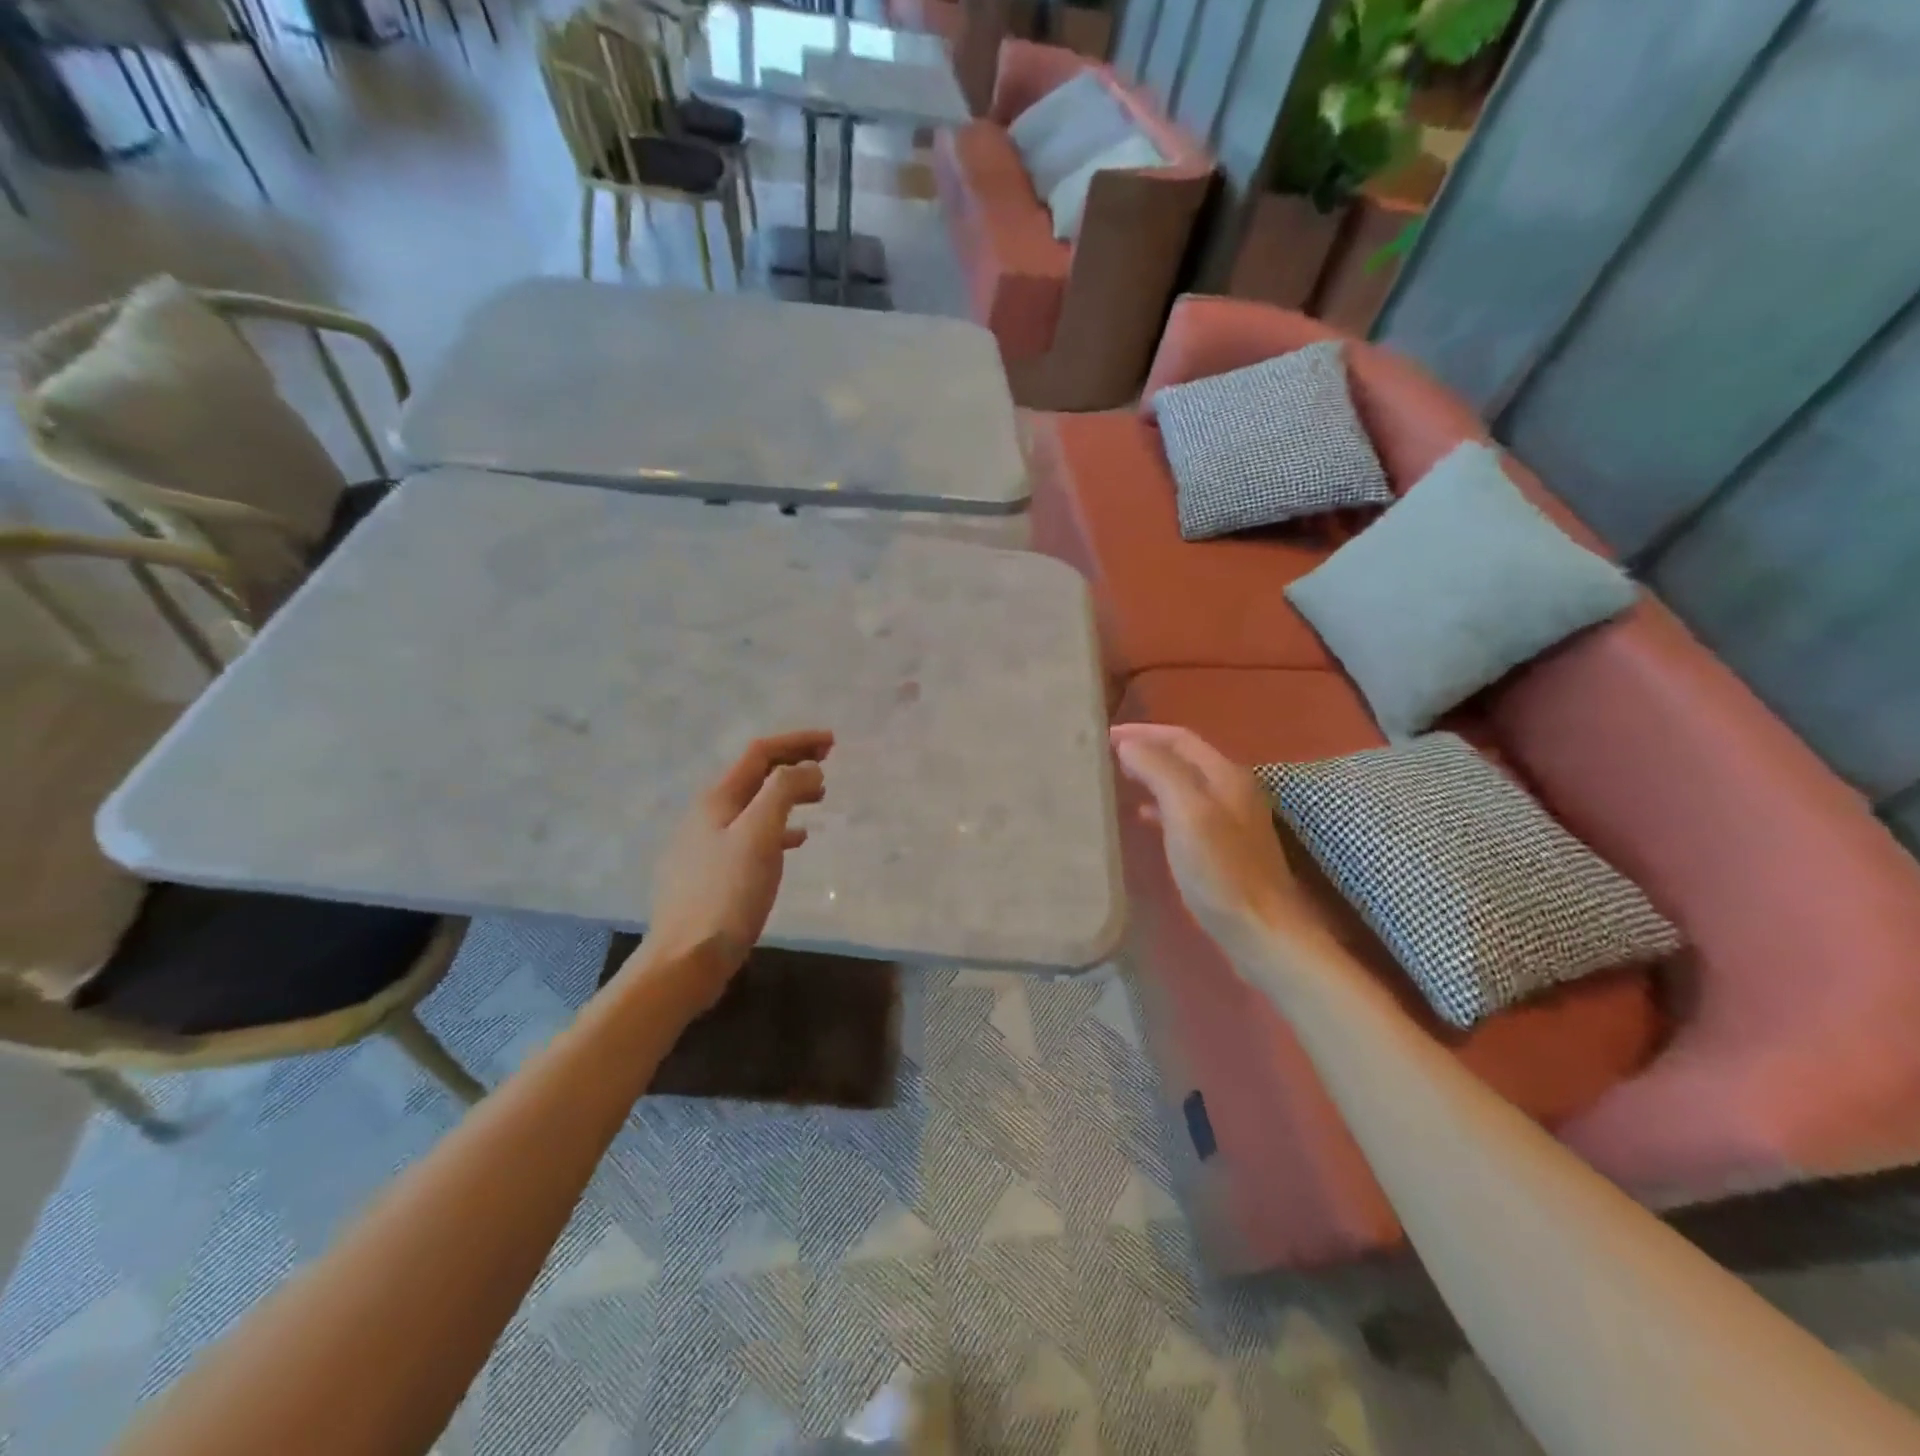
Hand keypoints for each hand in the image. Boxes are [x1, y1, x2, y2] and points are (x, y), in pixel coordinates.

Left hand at [636, 729, 833, 1008]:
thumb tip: (808, 768)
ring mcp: (707, 845)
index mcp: (717, 799)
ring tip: (819, 799)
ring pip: (755, 805)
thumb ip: (784, 792)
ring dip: (787, 794)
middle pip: (755, 775)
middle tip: (828, 764)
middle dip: (792, 763)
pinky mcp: (712, 874)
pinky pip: (751, 835)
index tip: (832, 742)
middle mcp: (708, 815)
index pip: (760, 753)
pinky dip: (778, 828)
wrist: (687, 958)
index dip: (796, 741)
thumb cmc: (727, 893)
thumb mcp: (760, 835)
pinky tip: (795, 842)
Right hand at [1110, 723, 1314, 955]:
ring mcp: (1230, 820)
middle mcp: (1231, 790)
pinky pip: (1185, 812)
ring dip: (1151, 776)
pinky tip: (1142, 818)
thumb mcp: (1187, 813)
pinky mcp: (1223, 847)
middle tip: (1105, 755)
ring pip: (1183, 785)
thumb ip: (1159, 771)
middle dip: (1145, 750)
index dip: (1141, 732)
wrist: (1260, 931)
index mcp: (1226, 775)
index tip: (1103, 736)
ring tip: (1117, 780)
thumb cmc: (1221, 871)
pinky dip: (1160, 806)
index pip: (1179, 738)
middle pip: (1182, 758)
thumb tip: (1128, 744)